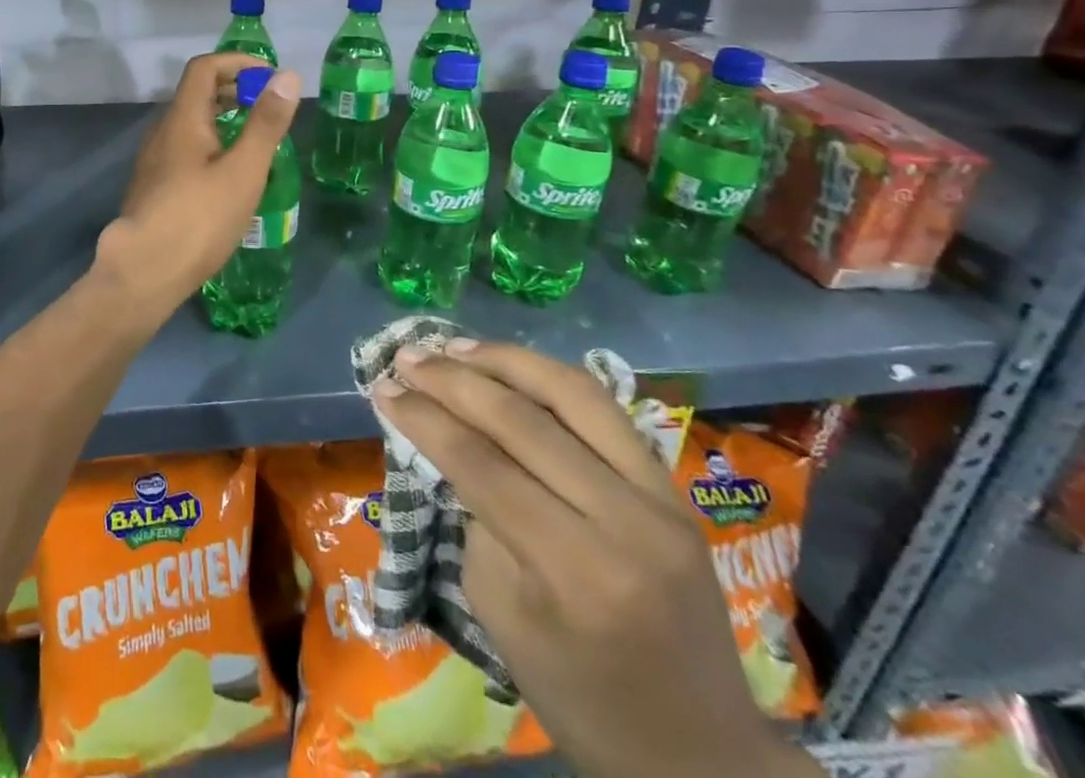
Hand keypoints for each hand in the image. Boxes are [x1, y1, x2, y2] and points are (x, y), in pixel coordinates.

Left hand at [94, 52, 301, 312]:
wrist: (144, 271)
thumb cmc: (199, 218)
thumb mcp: (244, 170)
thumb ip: (266, 123)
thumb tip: (287, 76)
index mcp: (182, 118)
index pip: (205, 67)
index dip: (238, 63)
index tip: (270, 78)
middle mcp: (163, 131)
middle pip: (196, 93)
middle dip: (234, 90)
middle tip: (269, 109)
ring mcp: (154, 160)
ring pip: (190, 123)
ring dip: (223, 118)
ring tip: (256, 141)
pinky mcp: (154, 186)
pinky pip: (185, 148)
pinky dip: (212, 143)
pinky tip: (230, 175)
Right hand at [371, 341, 822, 777]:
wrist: (702, 754)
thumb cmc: (581, 698)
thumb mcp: (500, 616)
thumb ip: (478, 519)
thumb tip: (453, 441)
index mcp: (575, 571)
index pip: (481, 465)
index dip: (424, 417)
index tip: (382, 387)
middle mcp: (625, 521)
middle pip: (522, 420)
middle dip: (452, 379)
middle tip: (406, 357)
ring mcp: (661, 499)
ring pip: (573, 394)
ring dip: (504, 360)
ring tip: (454, 347)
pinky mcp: (674, 489)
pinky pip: (606, 410)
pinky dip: (550, 378)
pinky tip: (511, 365)